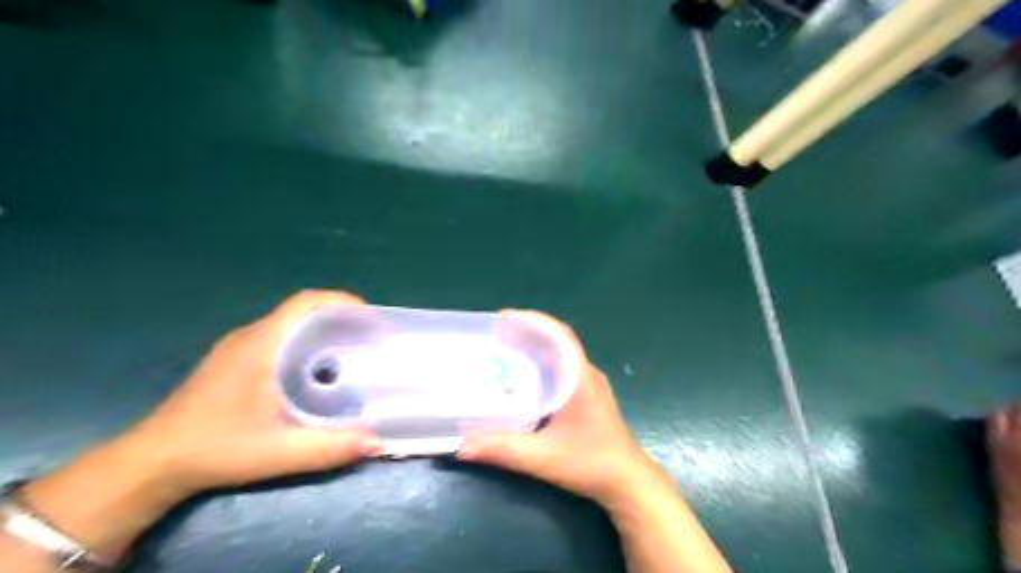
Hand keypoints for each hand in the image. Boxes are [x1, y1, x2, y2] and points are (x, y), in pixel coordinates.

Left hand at [127, 290, 382, 495]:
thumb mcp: (279, 452)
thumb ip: (330, 447)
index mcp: (261, 344)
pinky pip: (278, 336)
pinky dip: (305, 341)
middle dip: (340, 316)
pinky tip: (315, 369)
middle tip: (368, 338)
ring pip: (289, 323)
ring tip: (350, 351)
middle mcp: (250, 336)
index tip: (371, 319)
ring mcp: (238, 347)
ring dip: (322, 328)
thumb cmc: (216, 449)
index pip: (306, 302)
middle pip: (302, 309)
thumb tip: (379, 442)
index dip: (342, 302)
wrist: (151, 463)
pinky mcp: (232, 360)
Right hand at [457, 312, 661, 504]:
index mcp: (580, 378)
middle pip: (556, 341)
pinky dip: (540, 365)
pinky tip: (522, 378)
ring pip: (559, 356)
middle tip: (495, 333)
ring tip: (503, 349)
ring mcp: (589, 385)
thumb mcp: (544, 458)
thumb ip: (504, 450)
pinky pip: (561, 370)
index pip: (559, 335)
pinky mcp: (587, 397)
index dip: (533, 320)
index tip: (504, 317)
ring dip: (534, 347)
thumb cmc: (592, 464)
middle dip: (527, 332)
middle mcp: (586, 375)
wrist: (628, 482)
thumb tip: (462, 446)